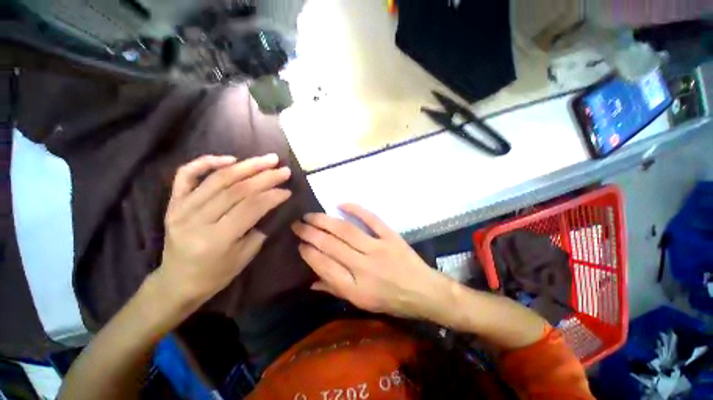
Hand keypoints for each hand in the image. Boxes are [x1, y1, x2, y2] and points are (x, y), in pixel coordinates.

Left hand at [156, 154, 291, 308]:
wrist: (177, 282)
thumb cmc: (216, 274)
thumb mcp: (245, 256)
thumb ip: (260, 227)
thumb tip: (273, 203)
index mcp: (216, 239)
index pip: (251, 207)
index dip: (272, 196)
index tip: (288, 190)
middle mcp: (196, 219)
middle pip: (236, 190)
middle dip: (265, 177)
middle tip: (283, 169)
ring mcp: (181, 208)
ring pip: (218, 178)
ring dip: (246, 165)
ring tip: (268, 159)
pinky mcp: (173, 202)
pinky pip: (186, 175)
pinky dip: (206, 162)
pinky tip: (229, 158)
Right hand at [291, 204, 451, 319]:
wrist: (423, 291)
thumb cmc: (391, 300)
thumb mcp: (362, 304)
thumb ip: (336, 290)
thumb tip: (311, 280)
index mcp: (355, 289)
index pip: (324, 266)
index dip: (309, 253)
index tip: (299, 243)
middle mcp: (363, 267)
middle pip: (331, 246)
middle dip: (310, 233)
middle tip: (297, 224)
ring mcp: (378, 249)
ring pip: (346, 231)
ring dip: (325, 221)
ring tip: (310, 215)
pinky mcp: (390, 236)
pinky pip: (371, 219)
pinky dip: (356, 209)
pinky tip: (341, 204)